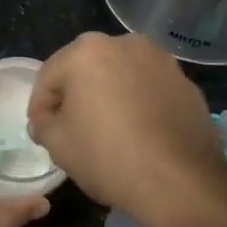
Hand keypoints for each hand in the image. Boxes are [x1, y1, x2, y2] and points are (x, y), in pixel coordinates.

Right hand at [28, 32, 226, 226]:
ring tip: (108, 130)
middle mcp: (125, 44)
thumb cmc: (108, 156)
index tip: (40, 130)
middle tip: (70, 128)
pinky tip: (139, 134)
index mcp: (87, 51)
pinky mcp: (186, 83)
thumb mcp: (58, 144)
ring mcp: (161, 61)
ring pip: (121, 76)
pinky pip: (150, 89)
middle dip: (75, 95)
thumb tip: (45, 120)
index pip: (49, 76)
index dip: (39, 105)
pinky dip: (139, 104)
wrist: (180, 181)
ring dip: (109, 96)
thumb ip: (43, 124)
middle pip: (86, 69)